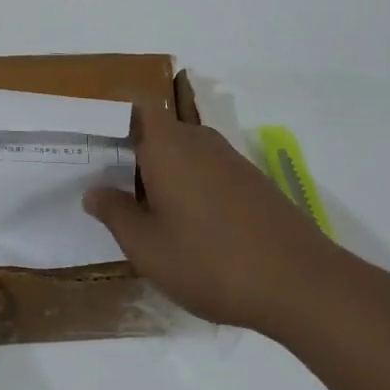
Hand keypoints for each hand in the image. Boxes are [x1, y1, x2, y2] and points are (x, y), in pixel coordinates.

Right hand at [82, 103, 341, 336]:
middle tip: (102, 180)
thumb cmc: (210, 260)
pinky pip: (205, 170)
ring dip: (158, 172)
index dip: (109, 112)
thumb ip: (115, 213)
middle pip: (156, 129)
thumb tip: (94, 191)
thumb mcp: (147, 247)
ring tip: (138, 208)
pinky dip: (186, 186)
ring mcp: (229, 160)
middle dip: (129, 150)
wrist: (302, 285)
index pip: (134, 104)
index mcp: (168, 144)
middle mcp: (198, 140)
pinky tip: (183, 225)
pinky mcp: (251, 183)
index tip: (86, 134)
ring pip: (181, 152)